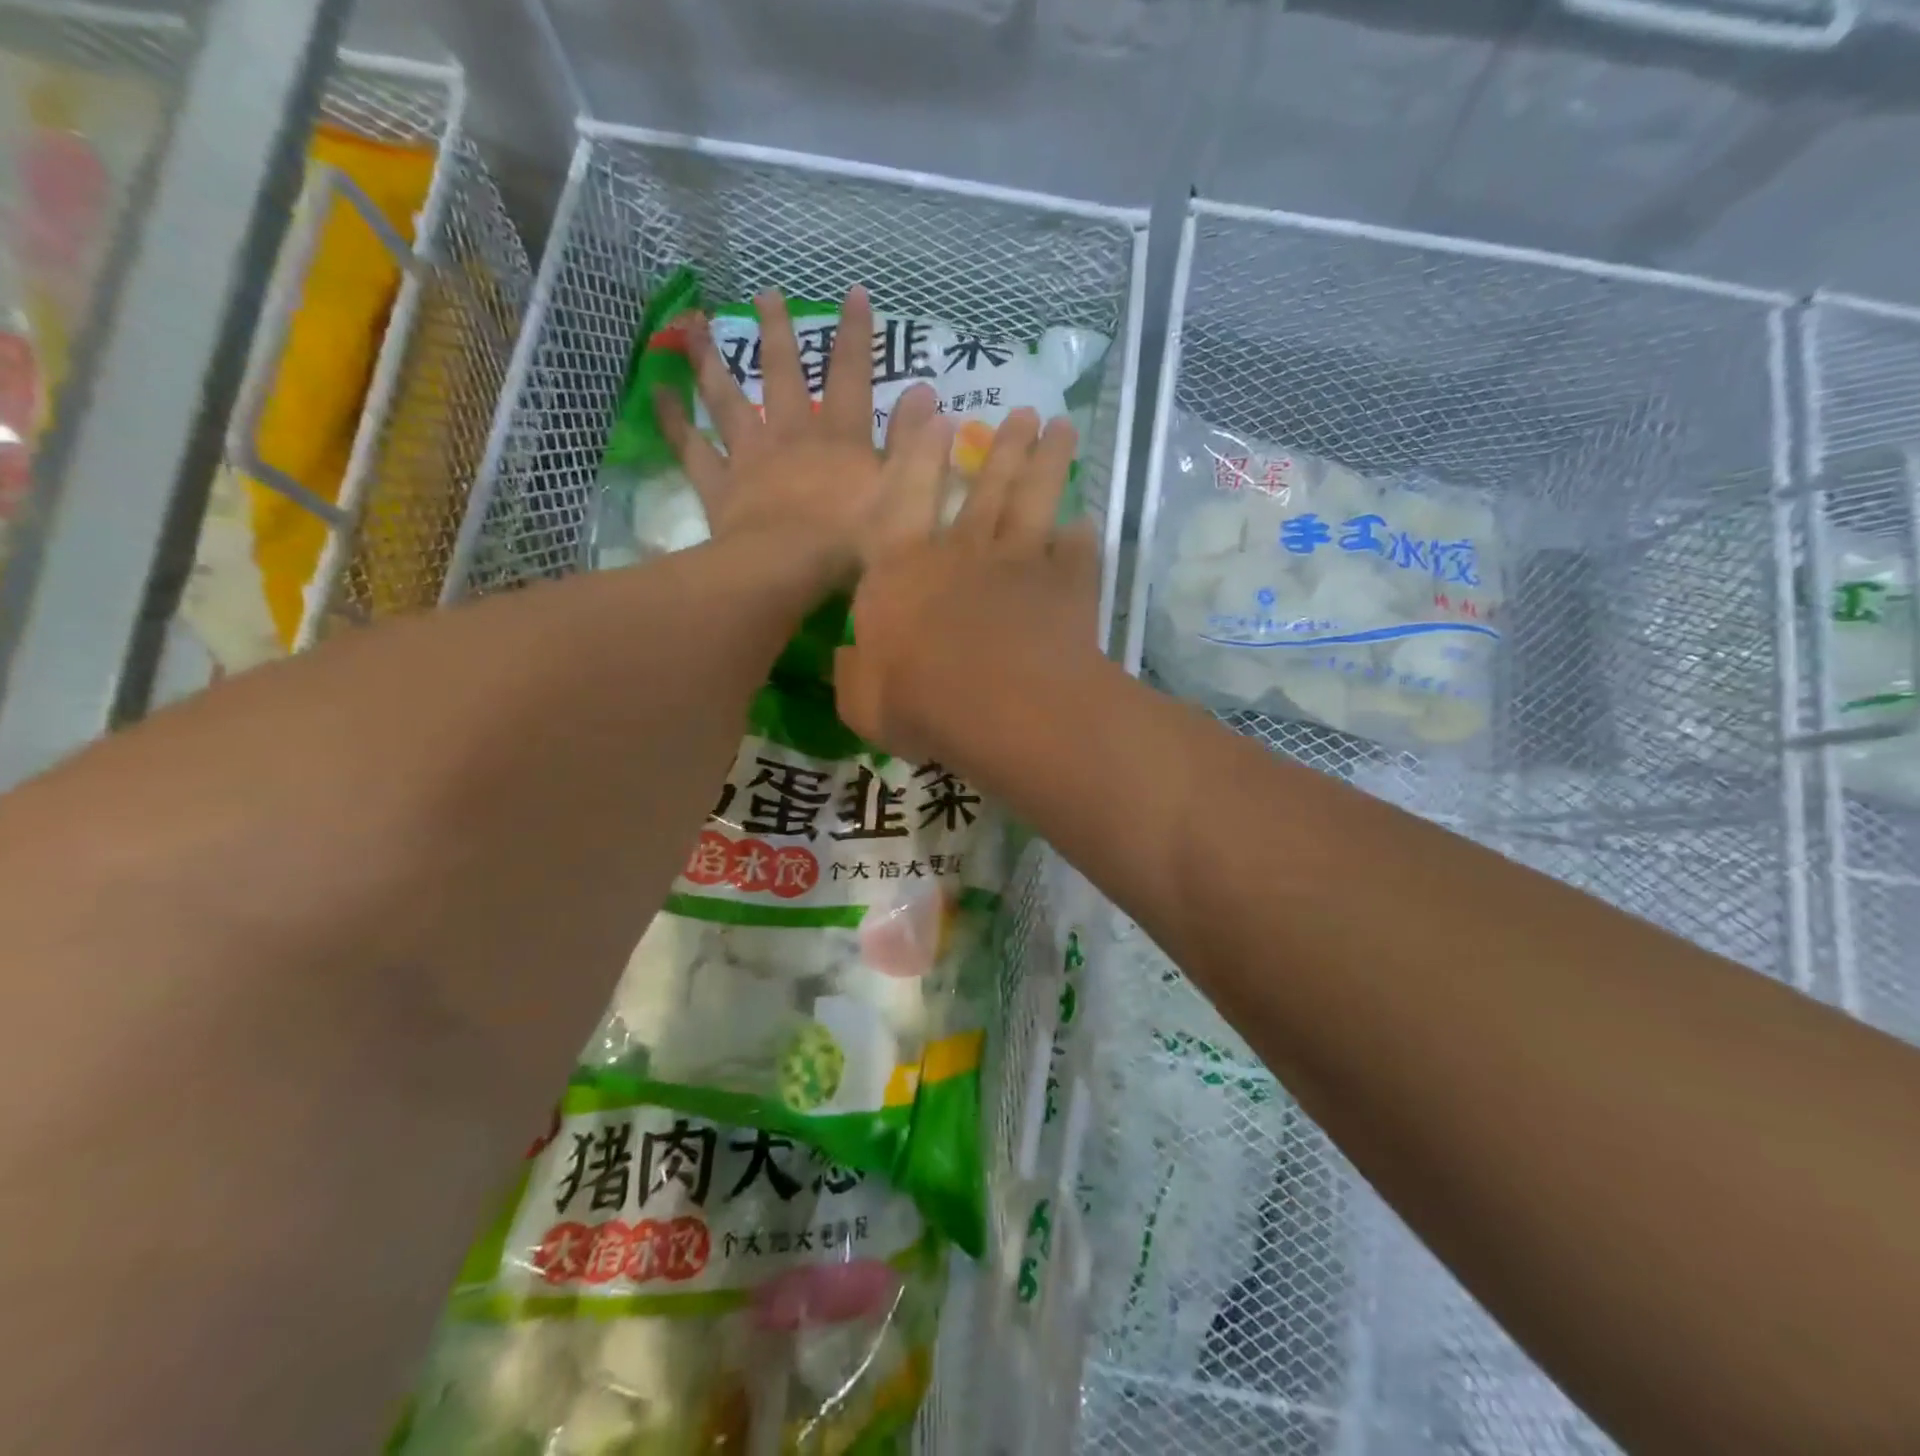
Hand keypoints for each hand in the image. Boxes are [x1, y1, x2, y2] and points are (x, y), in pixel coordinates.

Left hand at [656, 285, 952, 579]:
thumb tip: (929, 397)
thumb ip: (917, 446)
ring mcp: (750, 457)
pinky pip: (691, 447)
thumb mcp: (905, 495)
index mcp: (839, 438)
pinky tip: (656, 392)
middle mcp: (791, 434)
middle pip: (783, 375)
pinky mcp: (719, 485)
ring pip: (728, 399)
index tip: (854, 293)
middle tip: (764, 294)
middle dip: (777, 333)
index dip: (856, 335)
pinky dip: (673, 419)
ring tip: (695, 325)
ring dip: (712, 360)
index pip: (852, 376)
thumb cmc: (853, 541)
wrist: (789, 570)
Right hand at [835, 406, 1102, 762]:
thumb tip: (847, 659)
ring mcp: (1020, 563)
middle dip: (1003, 447)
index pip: (905, 499)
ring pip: (1034, 500)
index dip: (919, 455)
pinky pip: (1077, 551)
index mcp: (903, 571)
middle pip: (986, 488)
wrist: (1006, 710)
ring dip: (1046, 463)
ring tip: (1060, 430)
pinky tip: (1086, 522)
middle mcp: (962, 552)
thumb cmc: (922, 703)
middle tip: (1024, 413)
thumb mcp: (863, 702)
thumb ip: (852, 675)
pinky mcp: (1067, 586)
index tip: (938, 416)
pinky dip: (1081, 536)